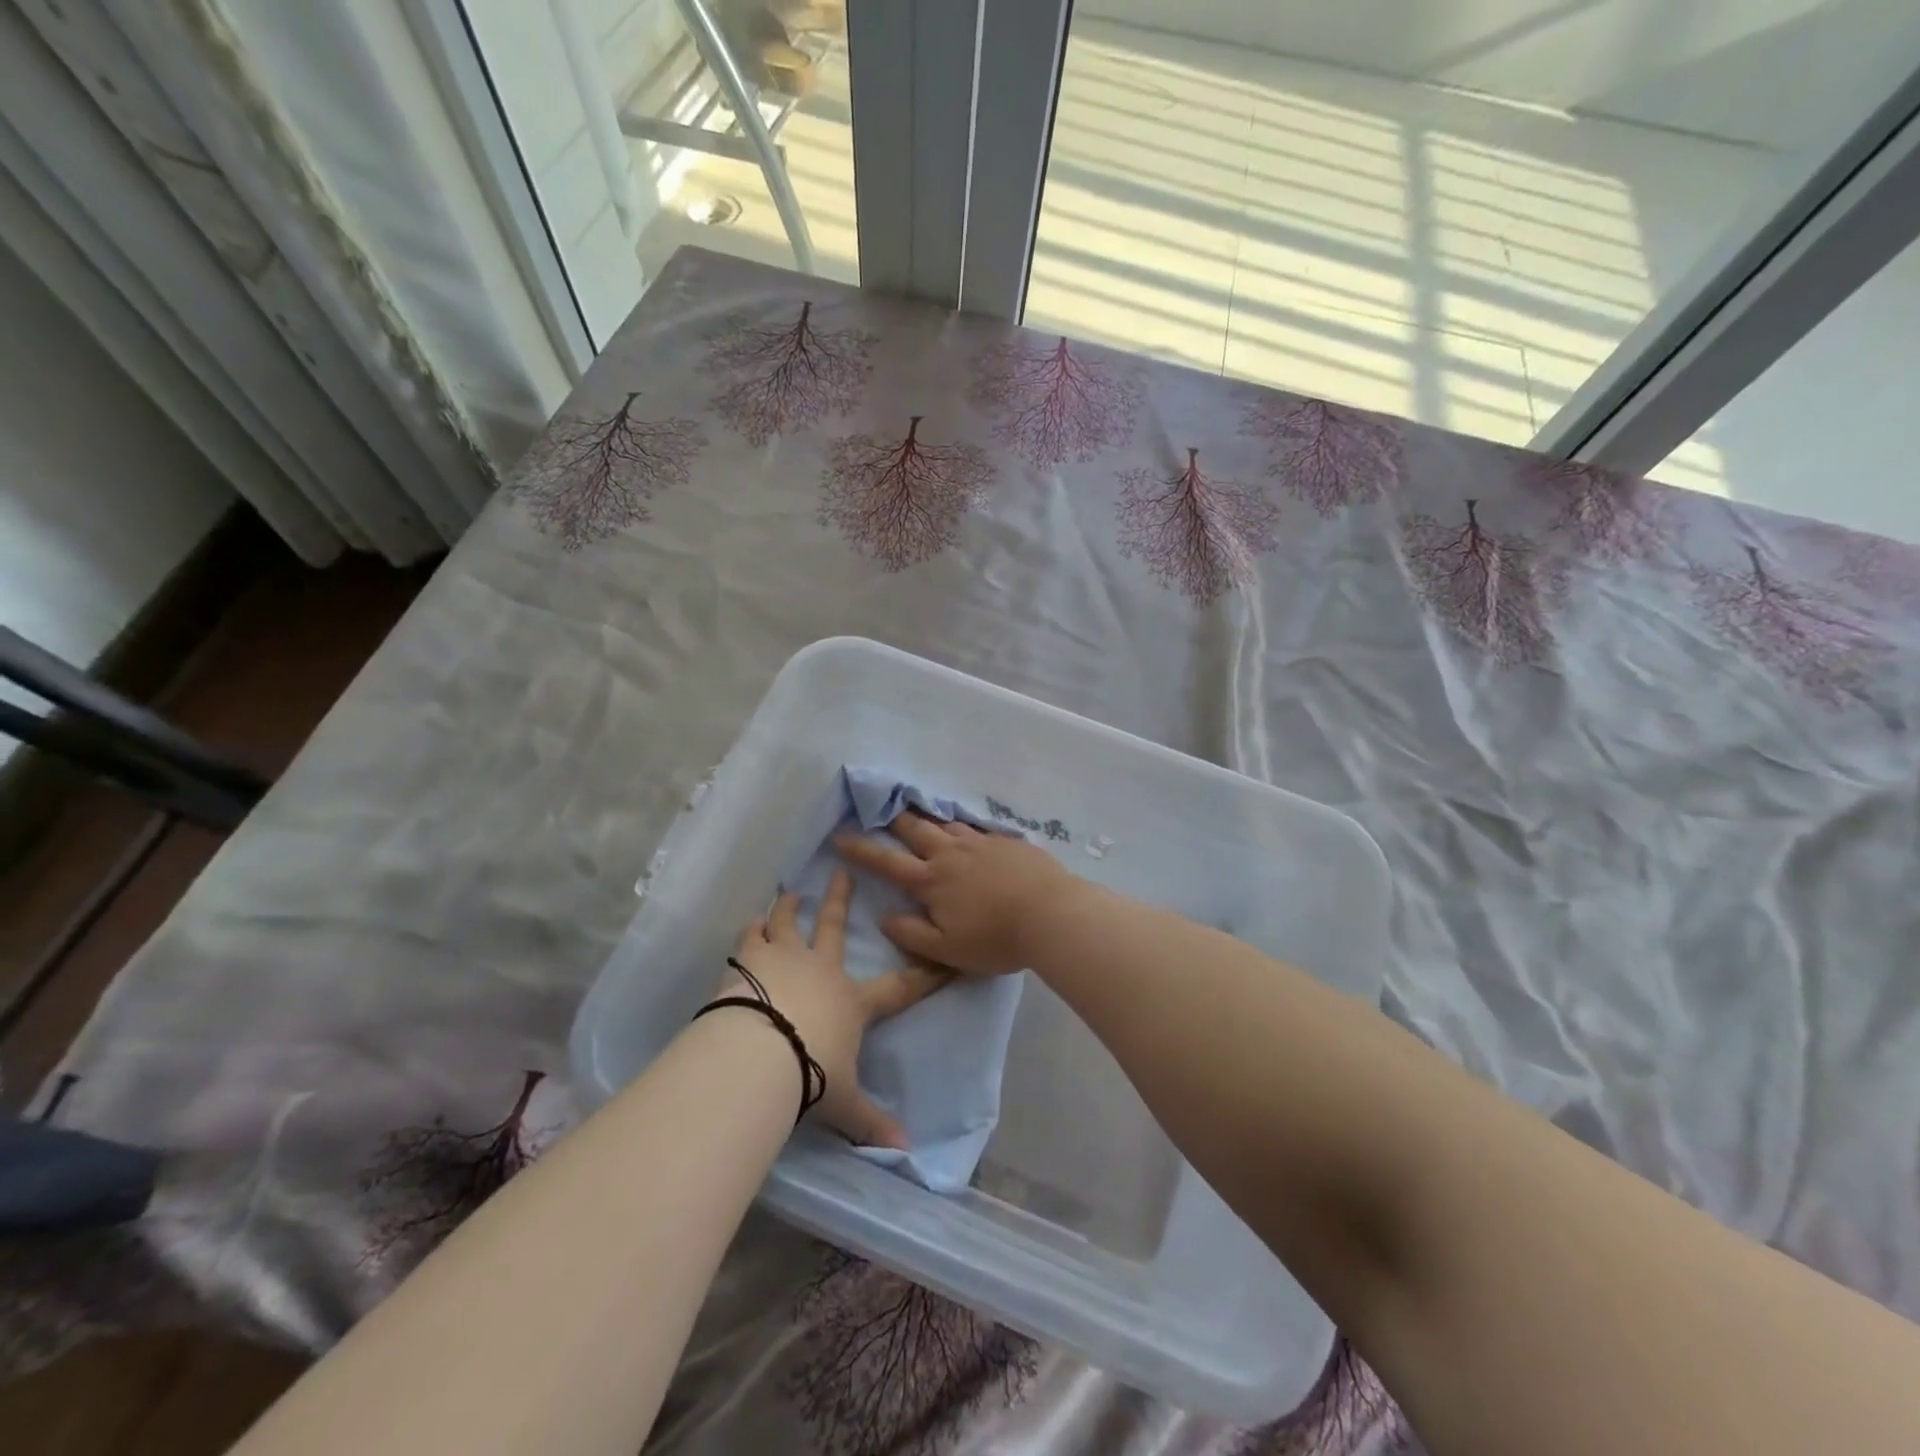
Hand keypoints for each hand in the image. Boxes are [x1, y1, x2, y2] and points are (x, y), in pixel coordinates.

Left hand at [725, 870, 947, 1150]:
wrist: (759, 1054)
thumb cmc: (809, 1075)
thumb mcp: (843, 1104)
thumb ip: (871, 1122)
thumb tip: (906, 1154)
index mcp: (851, 1002)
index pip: (899, 987)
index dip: (925, 974)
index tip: (943, 957)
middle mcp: (821, 970)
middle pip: (834, 927)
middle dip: (841, 900)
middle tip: (842, 872)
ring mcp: (784, 959)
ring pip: (788, 923)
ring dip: (789, 908)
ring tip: (789, 894)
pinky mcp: (749, 961)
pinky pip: (751, 938)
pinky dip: (752, 929)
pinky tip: (750, 922)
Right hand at [833, 813, 1093, 976]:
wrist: (1051, 913)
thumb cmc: (996, 938)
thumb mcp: (947, 950)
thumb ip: (912, 934)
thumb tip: (885, 917)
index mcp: (931, 880)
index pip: (886, 862)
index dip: (860, 849)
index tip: (840, 835)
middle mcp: (951, 854)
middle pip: (915, 830)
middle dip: (894, 819)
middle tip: (880, 808)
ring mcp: (980, 843)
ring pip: (946, 824)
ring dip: (929, 819)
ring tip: (920, 813)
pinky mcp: (1006, 841)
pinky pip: (976, 828)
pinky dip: (962, 826)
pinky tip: (966, 829)